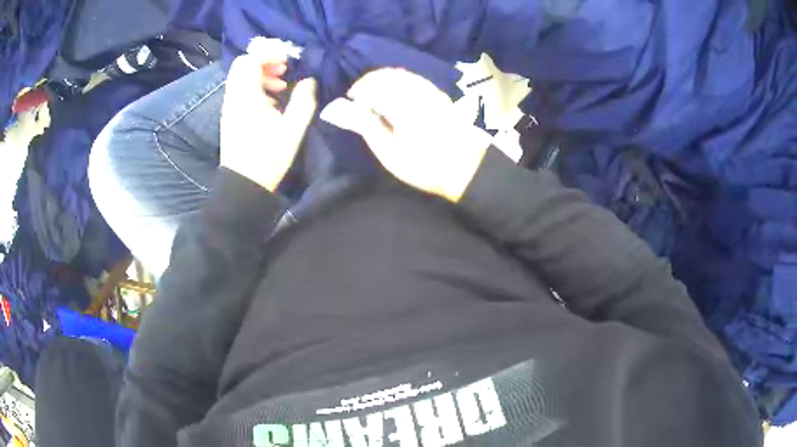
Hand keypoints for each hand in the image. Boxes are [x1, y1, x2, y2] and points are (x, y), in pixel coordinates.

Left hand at [220, 52, 316, 191]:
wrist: (243, 184)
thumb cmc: (268, 156)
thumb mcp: (293, 129)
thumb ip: (303, 100)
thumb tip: (309, 80)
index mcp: (246, 96)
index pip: (250, 60)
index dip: (269, 54)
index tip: (288, 59)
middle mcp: (233, 97)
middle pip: (242, 65)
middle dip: (264, 62)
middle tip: (284, 70)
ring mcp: (230, 107)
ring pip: (241, 78)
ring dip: (261, 75)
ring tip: (281, 87)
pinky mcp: (230, 117)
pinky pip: (240, 91)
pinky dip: (255, 88)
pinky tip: (271, 102)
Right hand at [320, 68, 491, 201]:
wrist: (467, 168)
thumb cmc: (427, 168)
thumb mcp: (393, 156)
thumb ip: (368, 128)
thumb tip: (345, 110)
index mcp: (405, 108)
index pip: (375, 87)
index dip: (359, 90)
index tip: (350, 100)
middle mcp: (418, 93)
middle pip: (387, 75)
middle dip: (368, 81)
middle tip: (358, 97)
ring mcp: (431, 91)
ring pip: (401, 73)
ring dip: (382, 79)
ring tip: (373, 94)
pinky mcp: (439, 94)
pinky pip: (414, 77)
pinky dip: (398, 79)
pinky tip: (393, 92)